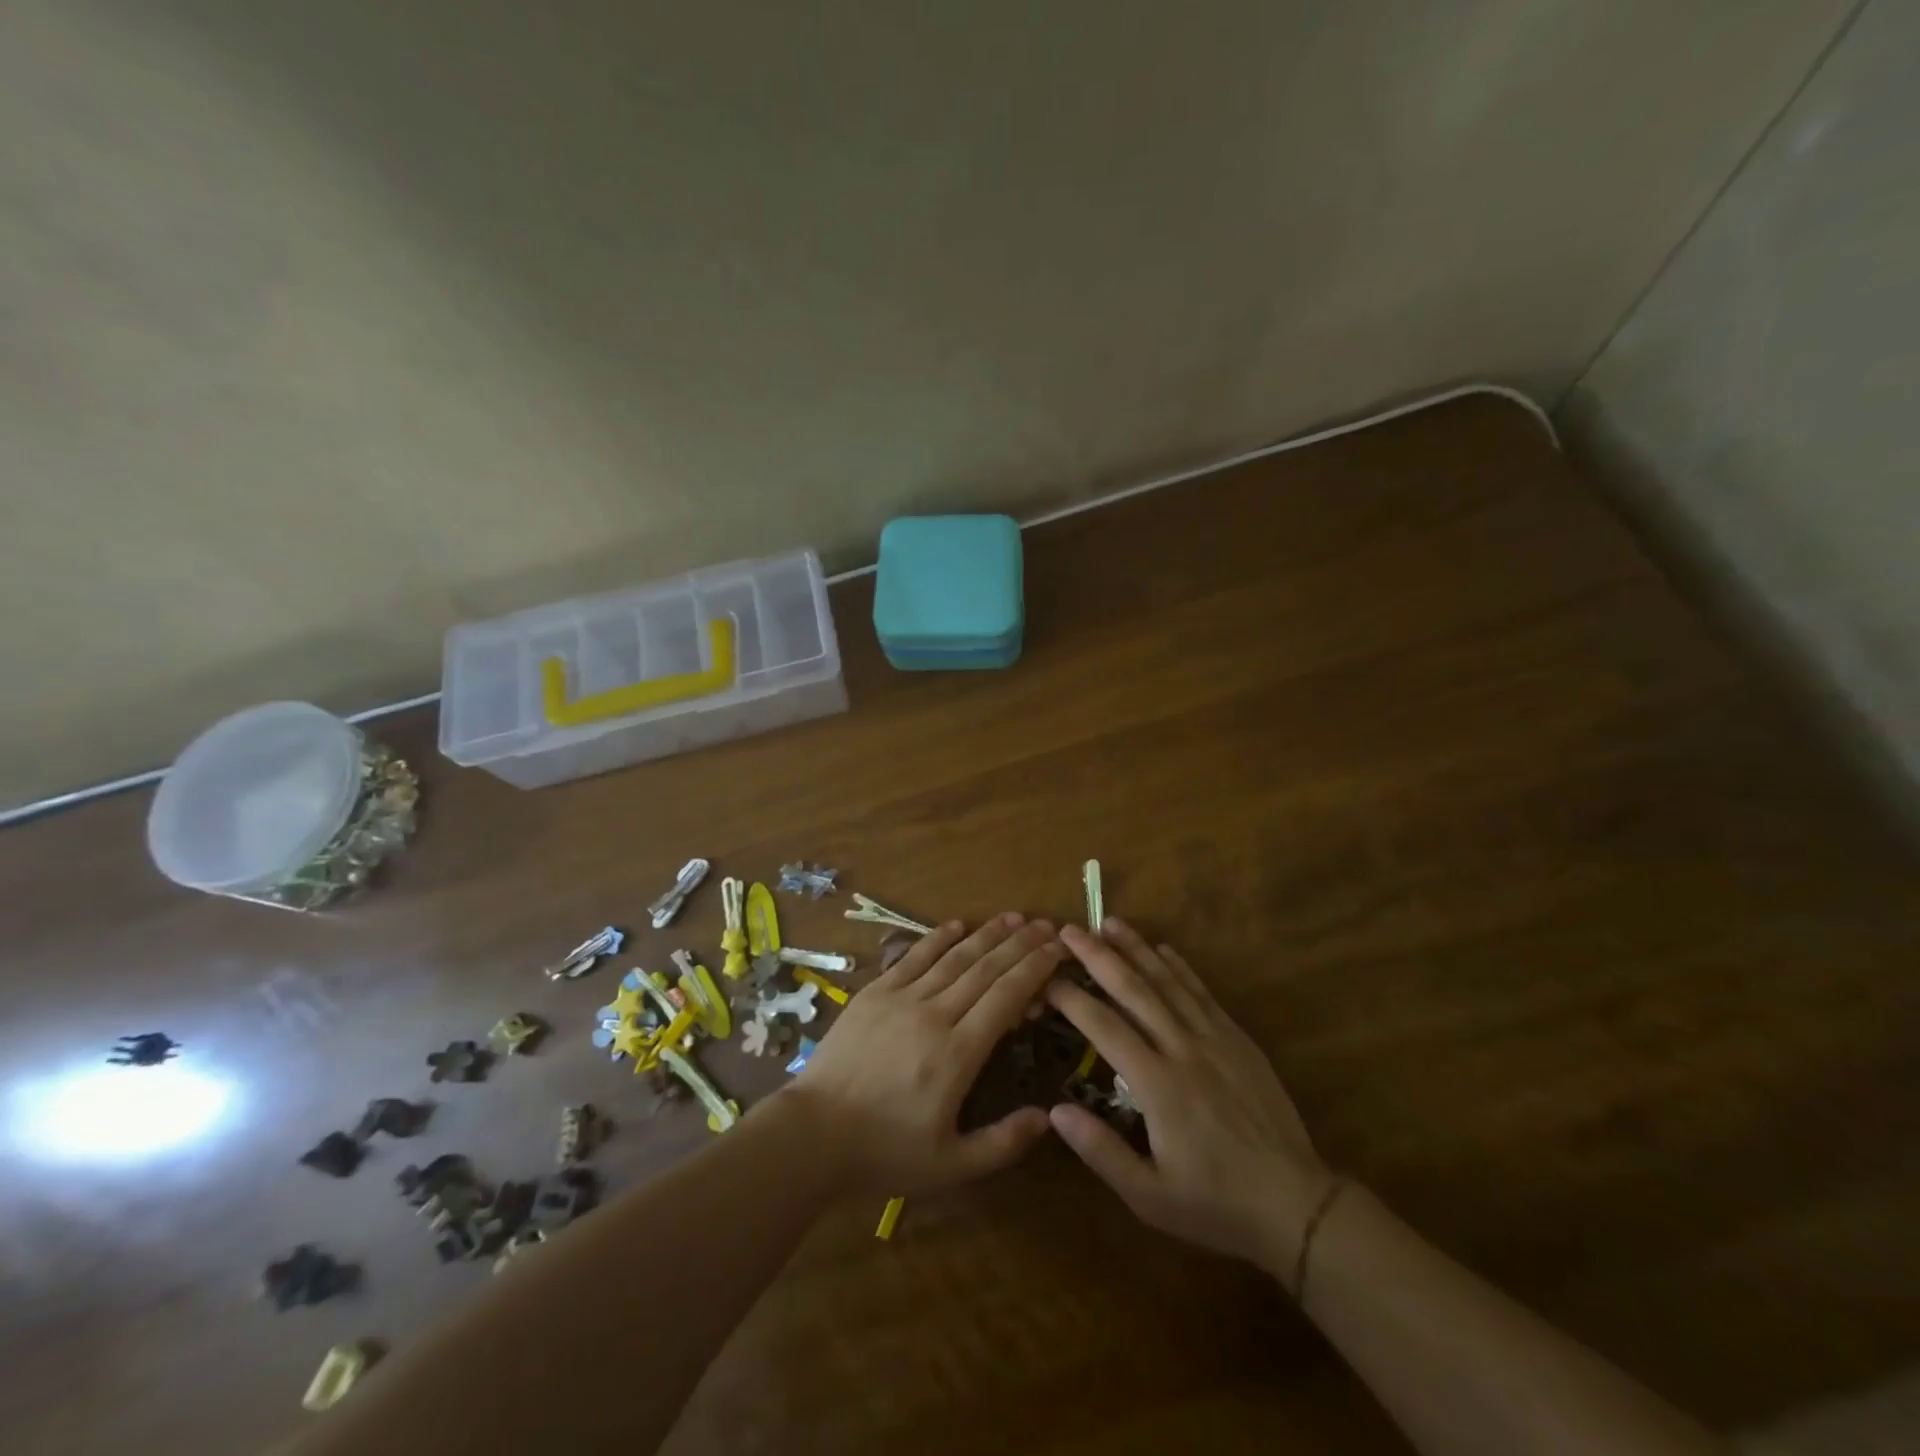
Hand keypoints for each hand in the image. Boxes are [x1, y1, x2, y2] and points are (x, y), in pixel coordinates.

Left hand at [784, 913, 1064, 1197]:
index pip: (1006, 997)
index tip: (1057, 949)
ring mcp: (901, 998)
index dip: (1034, 969)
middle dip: (1020, 945)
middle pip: (985, 969)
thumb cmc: (884, 1152)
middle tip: (1046, 925)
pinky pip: (913, 957)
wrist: (812, 1135)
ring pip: (953, 957)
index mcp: (958, 1054)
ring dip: (986, 934)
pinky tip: (957, 924)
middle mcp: (935, 1014)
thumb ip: (1002, 1142)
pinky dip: (938, 938)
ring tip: (1013, 917)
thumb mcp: (950, 1165)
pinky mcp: (874, 993)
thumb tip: (1047, 1118)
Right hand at [1047, 920, 1334, 1274]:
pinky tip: (1164, 950)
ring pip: (1169, 982)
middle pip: (1134, 991)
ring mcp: (1215, 1039)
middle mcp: (1183, 1050)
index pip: (1104, 1027)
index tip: (1045, 978)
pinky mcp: (1237, 1040)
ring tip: (1110, 922)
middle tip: (1070, 930)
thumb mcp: (1150, 1197)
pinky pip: (1203, 993)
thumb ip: (1101, 1151)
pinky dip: (1180, 967)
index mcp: (1158, 1085)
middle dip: (1098, 957)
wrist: (1296, 1204)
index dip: (1072, 999)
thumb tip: (1056, 1110)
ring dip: (1137, 949)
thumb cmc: (1216, 1203)